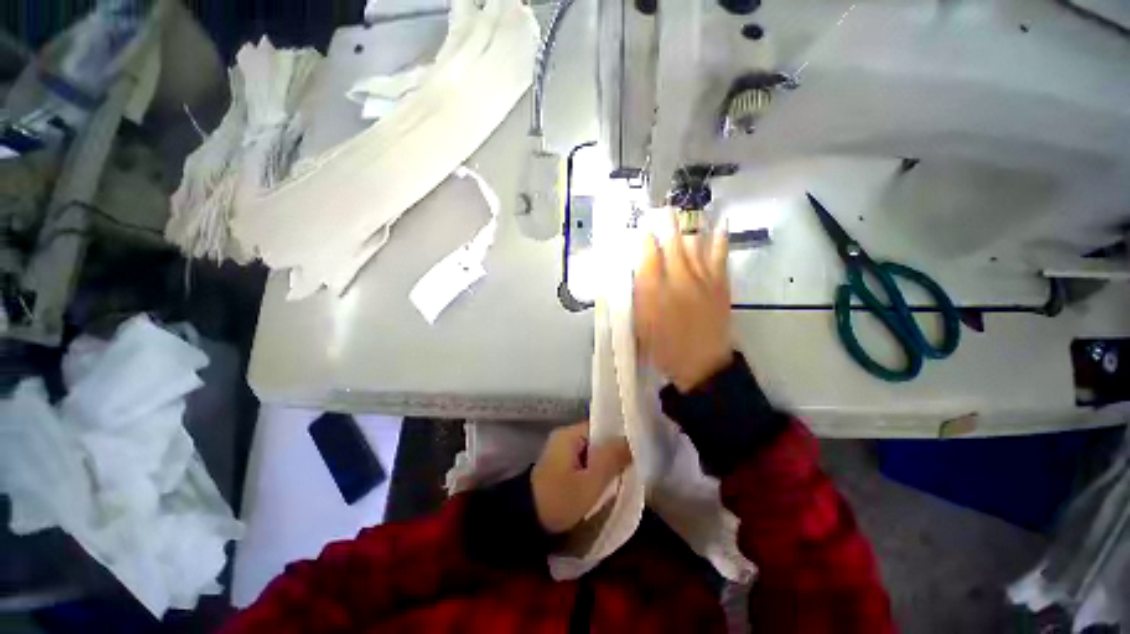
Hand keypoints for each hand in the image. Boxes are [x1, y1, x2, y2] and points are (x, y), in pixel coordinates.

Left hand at [531, 423, 631, 533]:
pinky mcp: (560, 470)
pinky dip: (595, 473)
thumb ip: (611, 459)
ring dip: (605, 465)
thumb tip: (630, 441)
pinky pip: (584, 465)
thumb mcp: (590, 482)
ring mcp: (561, 454)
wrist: (526, 524)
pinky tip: (608, 484)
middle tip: (634, 466)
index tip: (636, 450)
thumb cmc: (560, 500)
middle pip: (597, 441)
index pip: (600, 427)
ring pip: (592, 454)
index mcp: (569, 434)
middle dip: (613, 453)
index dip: (618, 437)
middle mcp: (564, 439)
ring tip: (626, 476)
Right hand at [634, 220, 732, 392]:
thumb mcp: (640, 324)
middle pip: (670, 245)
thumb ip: (639, 295)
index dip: (644, 238)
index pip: (647, 256)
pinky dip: (720, 239)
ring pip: (694, 245)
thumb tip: (639, 271)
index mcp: (654, 291)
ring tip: (686, 211)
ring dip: (688, 226)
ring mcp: (702, 280)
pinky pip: (720, 256)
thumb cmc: (663, 347)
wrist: (700, 363)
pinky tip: (720, 224)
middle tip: (662, 208)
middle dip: (665, 224)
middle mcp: (677, 280)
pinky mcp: (720, 284)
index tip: (642, 226)